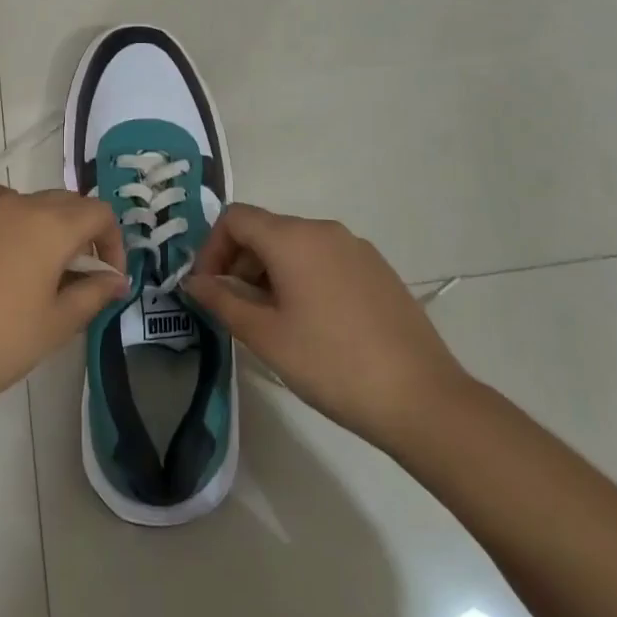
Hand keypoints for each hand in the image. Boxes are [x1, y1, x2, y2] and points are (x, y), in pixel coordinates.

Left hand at [0, 184, 128, 421]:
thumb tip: (115, 279)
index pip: (99, 213)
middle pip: (65, 204)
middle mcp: (17, 201)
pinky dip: (7, 222)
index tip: (107, 278)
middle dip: (81, 235)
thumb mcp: (54, 326)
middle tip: (76, 279)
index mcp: (50, 225)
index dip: (112, 243)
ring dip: (43, 228)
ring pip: (28, 204)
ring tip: (33, 272)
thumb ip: (93, 294)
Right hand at [182, 203, 472, 451]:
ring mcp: (356, 248)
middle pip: (265, 230)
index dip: (211, 248)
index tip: (209, 290)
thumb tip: (194, 281)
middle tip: (235, 311)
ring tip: (272, 322)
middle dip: (239, 263)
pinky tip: (312, 324)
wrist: (422, 398)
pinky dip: (302, 278)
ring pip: (295, 246)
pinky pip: (325, 259)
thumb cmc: (331, 364)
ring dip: (269, 273)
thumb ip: (222, 300)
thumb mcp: (265, 336)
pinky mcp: (378, 270)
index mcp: (294, 238)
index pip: (235, 218)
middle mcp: (324, 230)